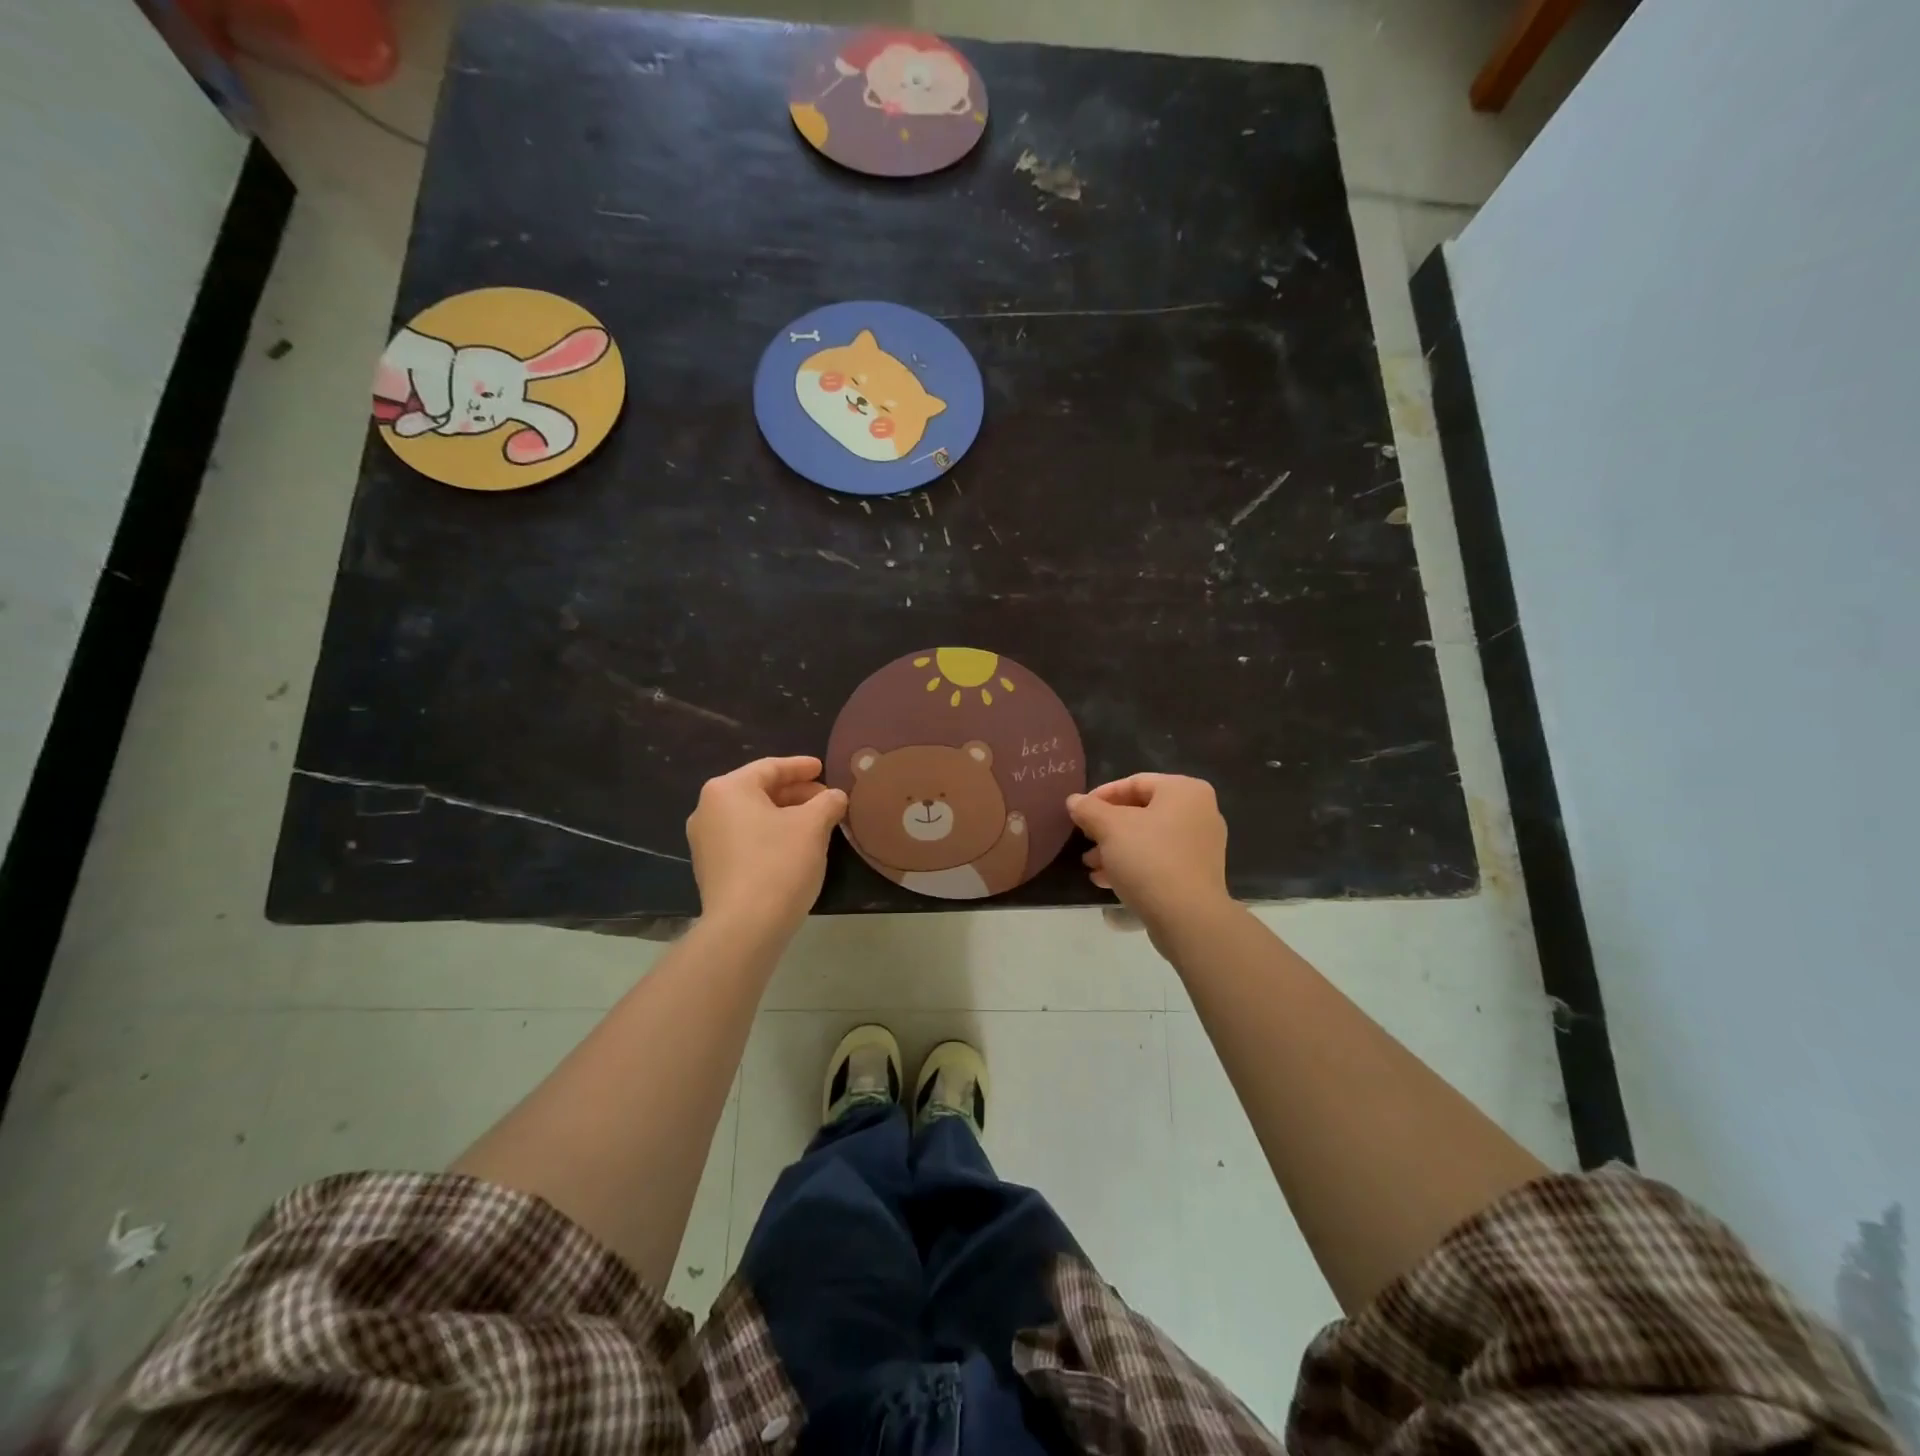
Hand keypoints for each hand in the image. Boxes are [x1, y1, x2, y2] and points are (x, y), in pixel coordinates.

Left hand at [687, 756, 846, 932]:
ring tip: (816, 823)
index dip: (800, 767)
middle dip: (795, 793)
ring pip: (752, 817)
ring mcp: (705, 842)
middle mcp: (708, 810)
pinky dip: (770, 836)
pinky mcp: (711, 870)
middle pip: (759, 791)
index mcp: (728, 790)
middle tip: (826, 798)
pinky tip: (795, 847)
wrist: (745, 927)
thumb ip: (828, 803)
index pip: (770, 768)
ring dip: (785, 816)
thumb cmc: (778, 863)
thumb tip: (836, 797)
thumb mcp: (813, 826)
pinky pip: (745, 840)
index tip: (823, 768)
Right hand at [1067, 774, 1231, 934]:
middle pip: (1142, 811)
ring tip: (1090, 865)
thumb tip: (1074, 800)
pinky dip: (1134, 864)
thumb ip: (1089, 809)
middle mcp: (1200, 812)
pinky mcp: (1198, 873)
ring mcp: (1202, 845)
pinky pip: (1160, 859)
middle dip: (1107, 827)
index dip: (1102, 795)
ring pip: (1149, 838)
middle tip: (1084, 839)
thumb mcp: (1110, 828)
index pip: (1135, 782)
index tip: (1078, 811)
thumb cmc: (1149, 859)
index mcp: (1184, 791)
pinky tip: (1107, 881)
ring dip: (1116, 849)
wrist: (1187, 917)